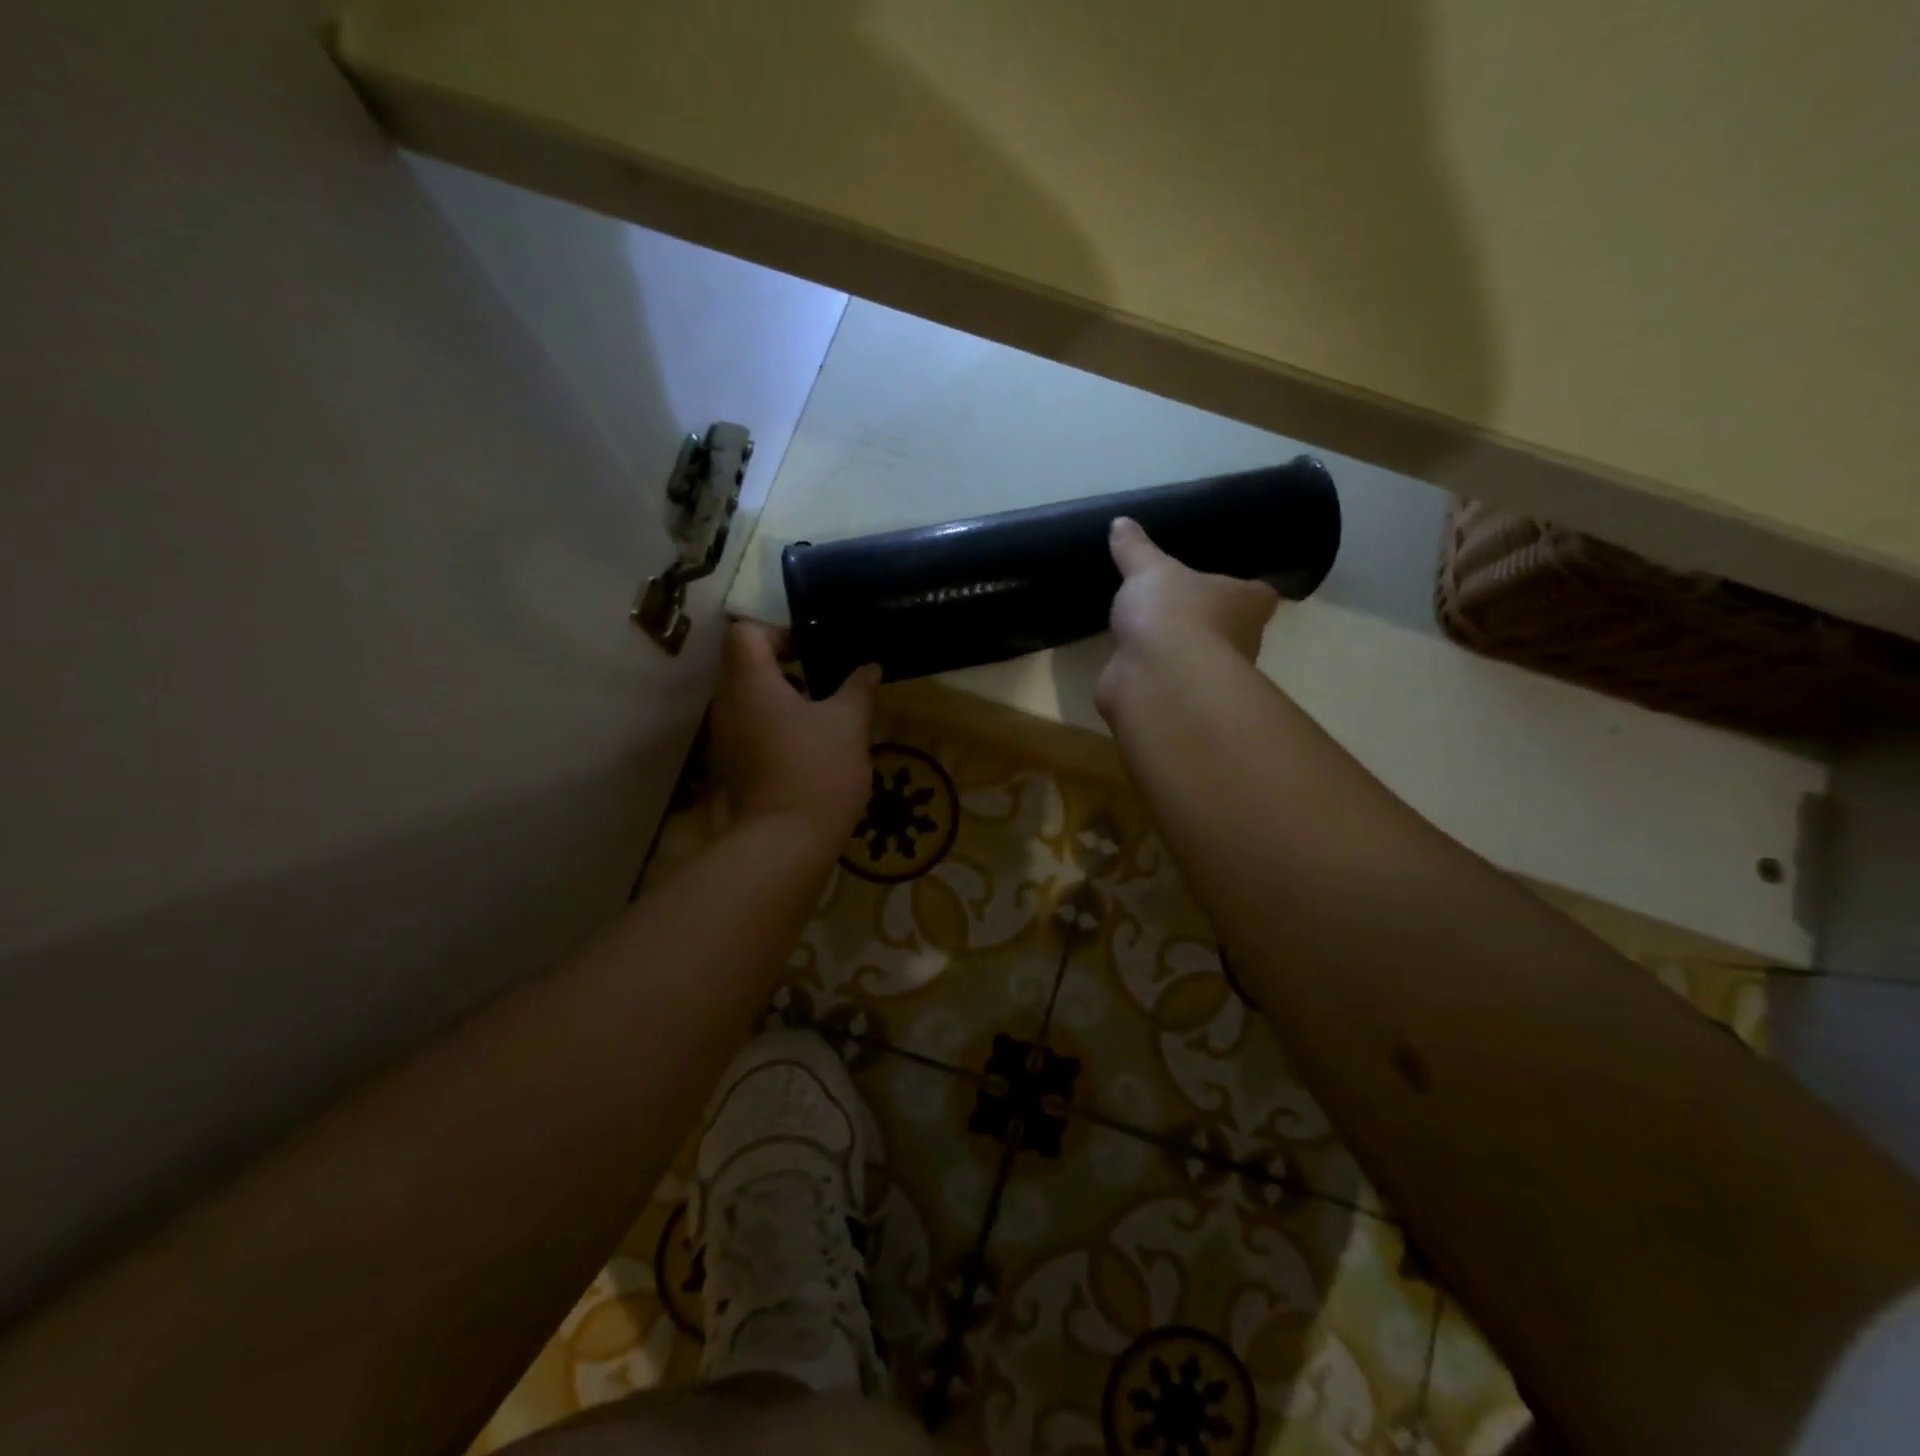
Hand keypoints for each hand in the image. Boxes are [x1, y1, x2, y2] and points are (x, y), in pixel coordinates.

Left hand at [710, 622, 879, 840]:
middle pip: (742, 663)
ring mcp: (725, 736)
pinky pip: (747, 726)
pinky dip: (771, 723)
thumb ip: (858, 687)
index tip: (812, 650)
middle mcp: (727, 703)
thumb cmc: (818, 769)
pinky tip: (806, 742)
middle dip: (781, 663)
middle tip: (822, 676)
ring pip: (745, 697)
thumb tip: (870, 666)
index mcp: (750, 682)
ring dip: (777, 695)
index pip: (746, 632)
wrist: (787, 841)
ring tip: (819, 709)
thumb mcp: (850, 722)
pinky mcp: (731, 764)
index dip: (778, 632)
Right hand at [1097, 517, 1279, 720]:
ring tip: (1149, 630)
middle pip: (1231, 628)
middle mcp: (1241, 641)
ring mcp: (1211, 676)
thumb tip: (1120, 522)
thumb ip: (1136, 549)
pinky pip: (1170, 679)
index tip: (1224, 581)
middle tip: (1179, 604)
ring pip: (1199, 658)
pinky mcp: (1181, 699)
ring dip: (1180, 650)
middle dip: (1209, 621)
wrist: (1158, 678)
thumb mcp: (1149, 570)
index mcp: (1248, 603)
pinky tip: (1133, 660)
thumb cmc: (1174, 613)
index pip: (1259, 594)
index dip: (1244, 588)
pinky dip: (1155, 672)